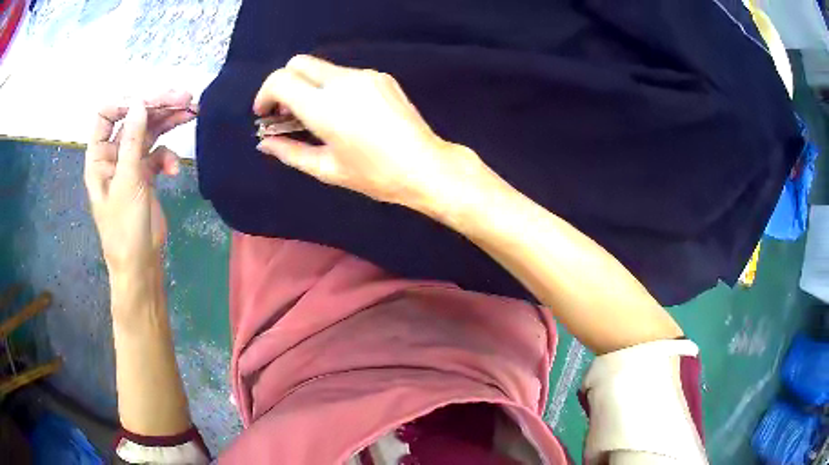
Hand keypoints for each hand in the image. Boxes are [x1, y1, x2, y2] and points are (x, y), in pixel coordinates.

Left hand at [84, 91, 196, 276]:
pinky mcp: (146, 174)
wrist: (141, 263)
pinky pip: (158, 154)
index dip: (125, 103)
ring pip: (149, 132)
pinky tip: (175, 170)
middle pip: (134, 119)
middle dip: (157, 107)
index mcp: (99, 157)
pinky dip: (169, 157)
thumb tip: (140, 103)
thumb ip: (132, 141)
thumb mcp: (127, 182)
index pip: (106, 116)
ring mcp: (131, 164)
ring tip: (192, 111)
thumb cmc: (125, 228)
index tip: (149, 101)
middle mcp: (114, 155)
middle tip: (184, 98)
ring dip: (169, 121)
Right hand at [253, 55, 482, 211]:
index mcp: (324, 106)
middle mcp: (342, 81)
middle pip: (298, 63)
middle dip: (284, 83)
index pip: (280, 80)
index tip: (265, 114)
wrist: (425, 165)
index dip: (265, 94)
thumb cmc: (374, 175)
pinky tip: (343, 112)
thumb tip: (264, 142)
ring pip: (322, 67)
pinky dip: (332, 86)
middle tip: (287, 113)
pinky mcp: (381, 76)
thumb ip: (290, 152)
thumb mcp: (326, 169)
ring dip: (308, 85)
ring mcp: (365, 75)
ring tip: (316, 116)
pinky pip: (345, 73)